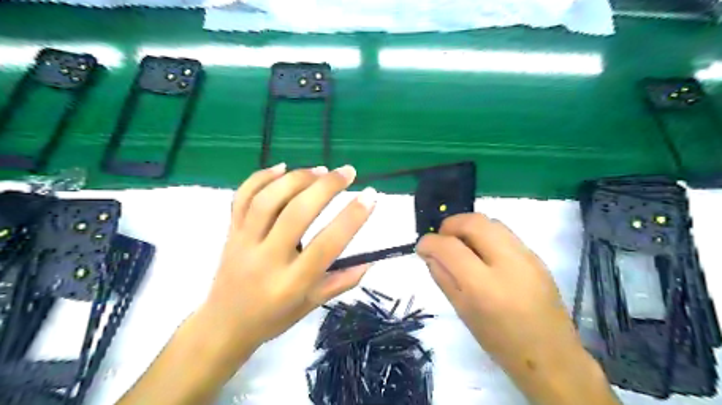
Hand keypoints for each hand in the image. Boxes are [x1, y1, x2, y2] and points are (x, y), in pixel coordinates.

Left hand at [198, 164, 374, 354]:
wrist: (223, 325)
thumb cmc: (272, 318)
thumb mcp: (311, 306)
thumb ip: (341, 282)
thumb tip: (370, 260)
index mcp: (291, 283)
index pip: (326, 245)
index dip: (351, 218)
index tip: (371, 196)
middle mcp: (266, 260)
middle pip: (296, 214)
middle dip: (326, 187)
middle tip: (347, 172)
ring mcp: (243, 242)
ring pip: (267, 200)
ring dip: (297, 179)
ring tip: (320, 170)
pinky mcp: (230, 232)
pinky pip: (242, 198)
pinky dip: (261, 177)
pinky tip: (283, 167)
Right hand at [417, 213, 613, 402]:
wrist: (551, 356)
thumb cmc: (500, 342)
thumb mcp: (463, 312)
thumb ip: (443, 278)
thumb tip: (430, 254)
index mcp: (485, 287)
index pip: (450, 248)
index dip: (429, 242)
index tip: (421, 247)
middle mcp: (508, 264)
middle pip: (474, 222)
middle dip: (450, 225)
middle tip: (441, 239)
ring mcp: (527, 257)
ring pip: (490, 222)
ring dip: (468, 227)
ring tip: (460, 244)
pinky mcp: (537, 256)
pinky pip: (504, 233)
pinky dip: (485, 235)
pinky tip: (482, 252)